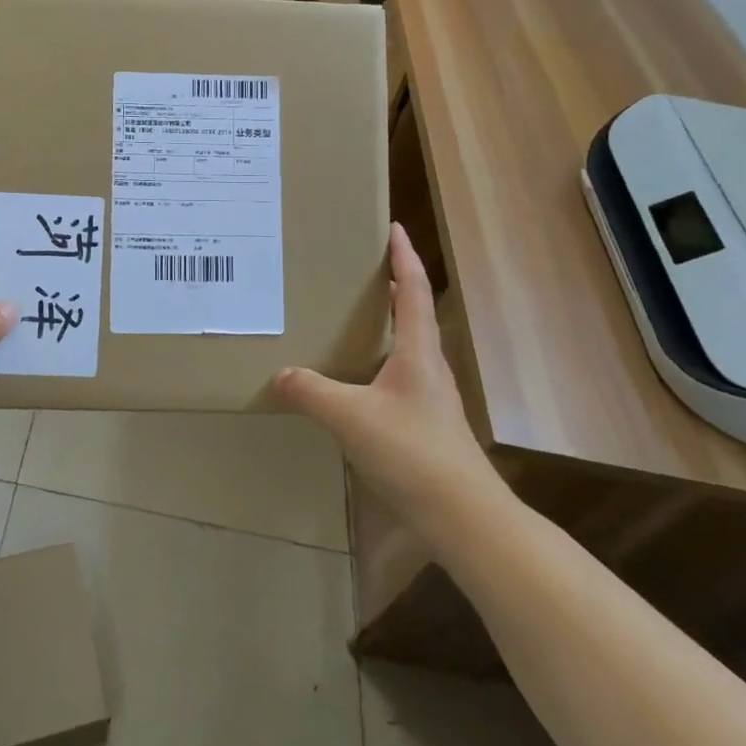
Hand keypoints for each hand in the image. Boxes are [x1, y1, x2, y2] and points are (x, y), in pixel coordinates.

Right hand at [272, 223, 499, 517]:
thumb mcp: (352, 417)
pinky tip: (355, 381)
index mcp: (418, 352)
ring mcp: (431, 398)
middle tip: (359, 269)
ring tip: (350, 318)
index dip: (404, 257)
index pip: (412, 290)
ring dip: (386, 325)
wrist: (465, 517)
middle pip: (413, 314)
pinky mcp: (425, 425)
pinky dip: (378, 362)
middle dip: (391, 286)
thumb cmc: (413, 453)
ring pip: (407, 347)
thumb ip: (313, 392)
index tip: (394, 227)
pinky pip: (398, 377)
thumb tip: (281, 374)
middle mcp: (428, 367)